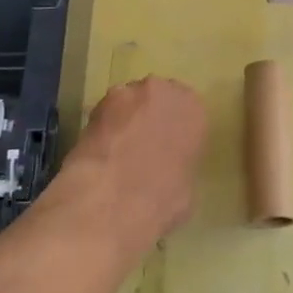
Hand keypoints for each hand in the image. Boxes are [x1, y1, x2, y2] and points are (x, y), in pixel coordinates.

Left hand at [56, 76, 206, 247]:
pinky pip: (105, 113)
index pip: (188, 113)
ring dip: (125, 119)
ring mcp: (130, 93)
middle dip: (150, 117)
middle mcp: (165, 92)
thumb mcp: (187, 188)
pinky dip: (103, 127)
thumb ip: (181, 165)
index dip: (175, 131)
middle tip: (142, 146)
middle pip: (158, 99)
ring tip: (117, 150)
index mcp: (194, 110)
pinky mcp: (98, 104)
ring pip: (129, 102)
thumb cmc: (162, 200)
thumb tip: (170, 170)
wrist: (113, 200)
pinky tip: (99, 151)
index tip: (167, 149)